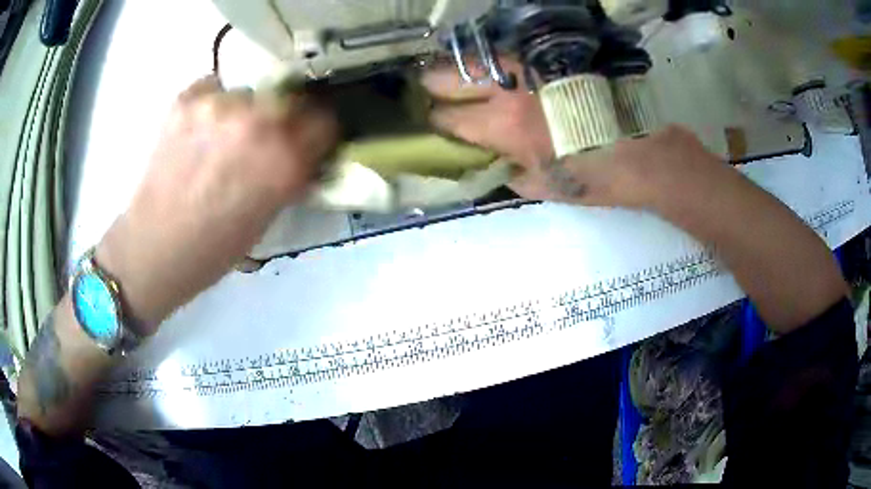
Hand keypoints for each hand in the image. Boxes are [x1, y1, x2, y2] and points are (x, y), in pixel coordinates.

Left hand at [96, 76, 337, 331]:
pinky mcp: (188, 99)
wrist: (155, 247)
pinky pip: (214, 89)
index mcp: (284, 159)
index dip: (314, 132)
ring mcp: (220, 105)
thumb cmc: (214, 248)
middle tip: (260, 139)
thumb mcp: (269, 216)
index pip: (325, 120)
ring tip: (219, 140)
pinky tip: (197, 133)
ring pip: (248, 93)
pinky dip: (211, 106)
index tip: (304, 139)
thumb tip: (303, 151)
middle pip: (290, 98)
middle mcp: (258, 123)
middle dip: (281, 118)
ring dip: (242, 113)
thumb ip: (290, 174)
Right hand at [422, 59, 729, 209]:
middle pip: (453, 79)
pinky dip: (493, 58)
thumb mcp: (554, 188)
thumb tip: (505, 173)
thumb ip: (521, 180)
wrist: (646, 150)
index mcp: (506, 129)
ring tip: (450, 67)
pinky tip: (491, 63)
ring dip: (458, 63)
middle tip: (423, 85)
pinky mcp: (553, 60)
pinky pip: (512, 53)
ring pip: (479, 57)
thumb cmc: (599, 175)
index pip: (453, 121)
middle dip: (432, 83)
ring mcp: (532, 70)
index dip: (436, 121)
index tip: (430, 121)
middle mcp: (510, 93)